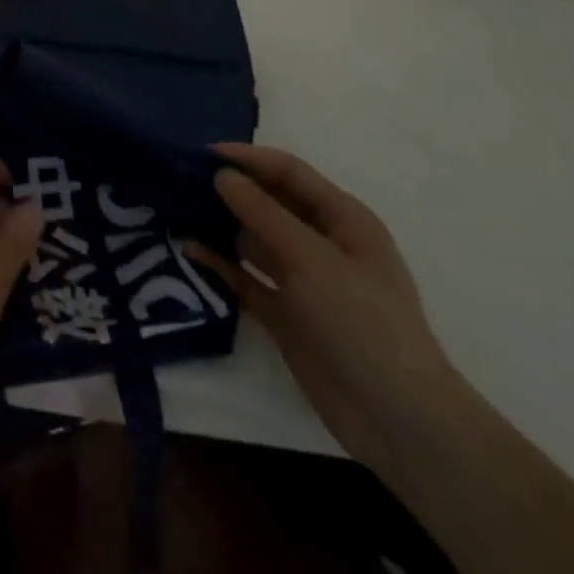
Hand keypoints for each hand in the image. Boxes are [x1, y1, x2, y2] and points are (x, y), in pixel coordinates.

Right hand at [187, 144, 467, 473]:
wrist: (396, 419)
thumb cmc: (362, 321)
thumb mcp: (311, 258)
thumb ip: (263, 213)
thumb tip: (222, 175)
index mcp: (342, 220)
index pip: (289, 173)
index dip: (248, 159)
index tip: (201, 153)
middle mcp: (321, 243)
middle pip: (269, 203)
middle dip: (230, 190)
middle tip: (180, 181)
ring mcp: (303, 281)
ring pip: (253, 240)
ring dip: (221, 226)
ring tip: (176, 212)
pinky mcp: (286, 315)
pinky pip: (247, 278)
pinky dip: (222, 265)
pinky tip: (191, 251)